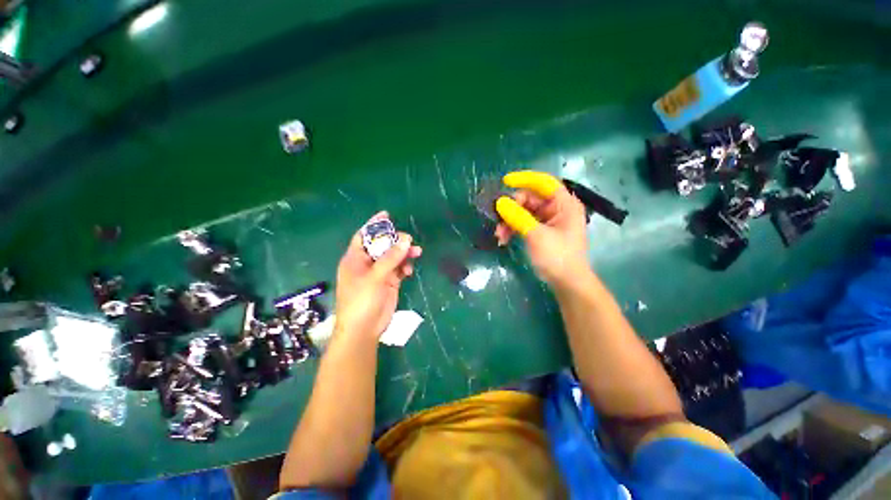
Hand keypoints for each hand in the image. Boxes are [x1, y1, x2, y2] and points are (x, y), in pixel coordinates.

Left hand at [335, 212, 422, 338]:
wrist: (364, 330)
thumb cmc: (361, 301)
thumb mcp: (375, 277)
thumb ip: (391, 258)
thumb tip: (406, 239)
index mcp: (355, 259)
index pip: (364, 235)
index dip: (374, 224)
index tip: (387, 215)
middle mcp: (367, 263)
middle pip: (383, 245)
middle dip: (396, 241)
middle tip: (409, 240)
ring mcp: (379, 273)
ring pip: (393, 257)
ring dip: (404, 254)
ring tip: (417, 252)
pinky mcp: (389, 282)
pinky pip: (399, 269)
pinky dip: (405, 267)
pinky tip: (409, 271)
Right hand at [494, 171, 589, 286]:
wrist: (567, 283)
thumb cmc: (558, 257)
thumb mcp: (536, 236)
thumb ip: (518, 217)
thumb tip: (500, 202)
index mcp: (564, 204)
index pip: (544, 182)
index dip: (525, 179)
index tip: (505, 182)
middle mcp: (556, 209)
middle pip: (530, 198)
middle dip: (511, 208)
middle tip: (497, 217)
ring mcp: (548, 221)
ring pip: (523, 212)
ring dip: (509, 221)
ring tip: (499, 235)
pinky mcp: (541, 231)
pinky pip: (523, 223)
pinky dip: (513, 229)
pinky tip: (503, 239)